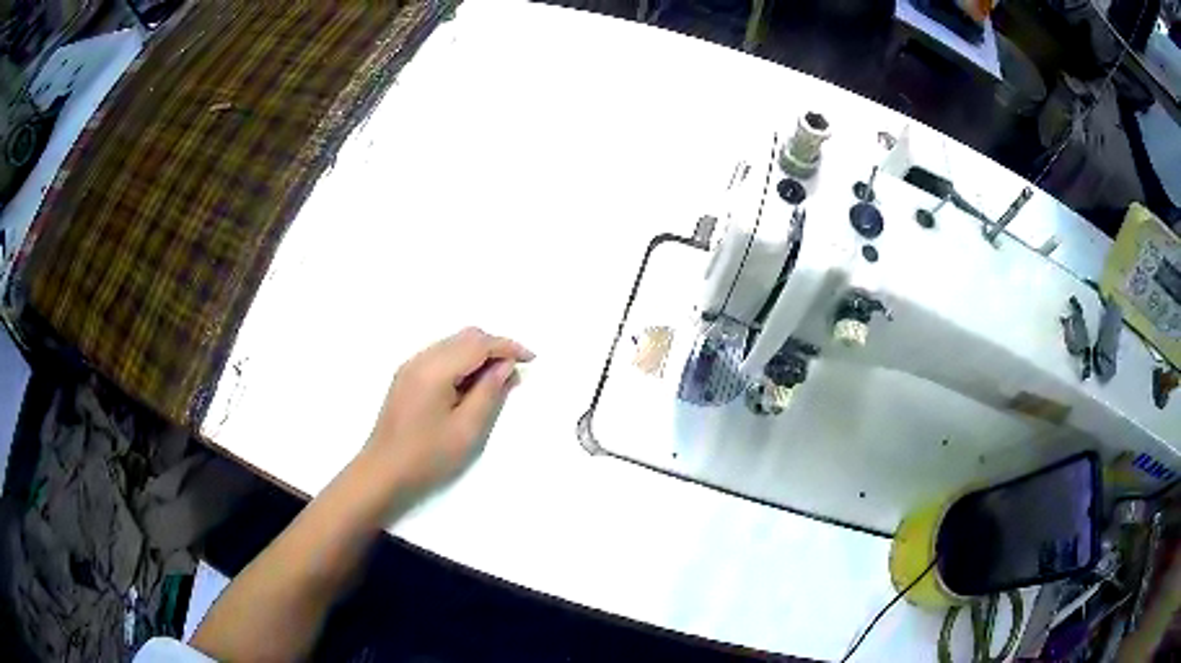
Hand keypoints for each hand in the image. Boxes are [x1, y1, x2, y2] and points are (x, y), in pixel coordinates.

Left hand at [361, 327, 533, 497]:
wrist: (382, 473)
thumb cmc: (427, 457)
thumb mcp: (466, 429)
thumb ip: (489, 393)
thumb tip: (505, 366)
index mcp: (435, 369)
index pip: (478, 344)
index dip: (508, 347)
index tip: (531, 359)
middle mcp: (421, 359)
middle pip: (465, 337)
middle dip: (494, 348)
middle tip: (514, 375)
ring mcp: (410, 367)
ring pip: (452, 345)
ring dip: (478, 355)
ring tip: (496, 383)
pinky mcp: (406, 378)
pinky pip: (440, 357)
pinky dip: (461, 362)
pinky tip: (470, 386)